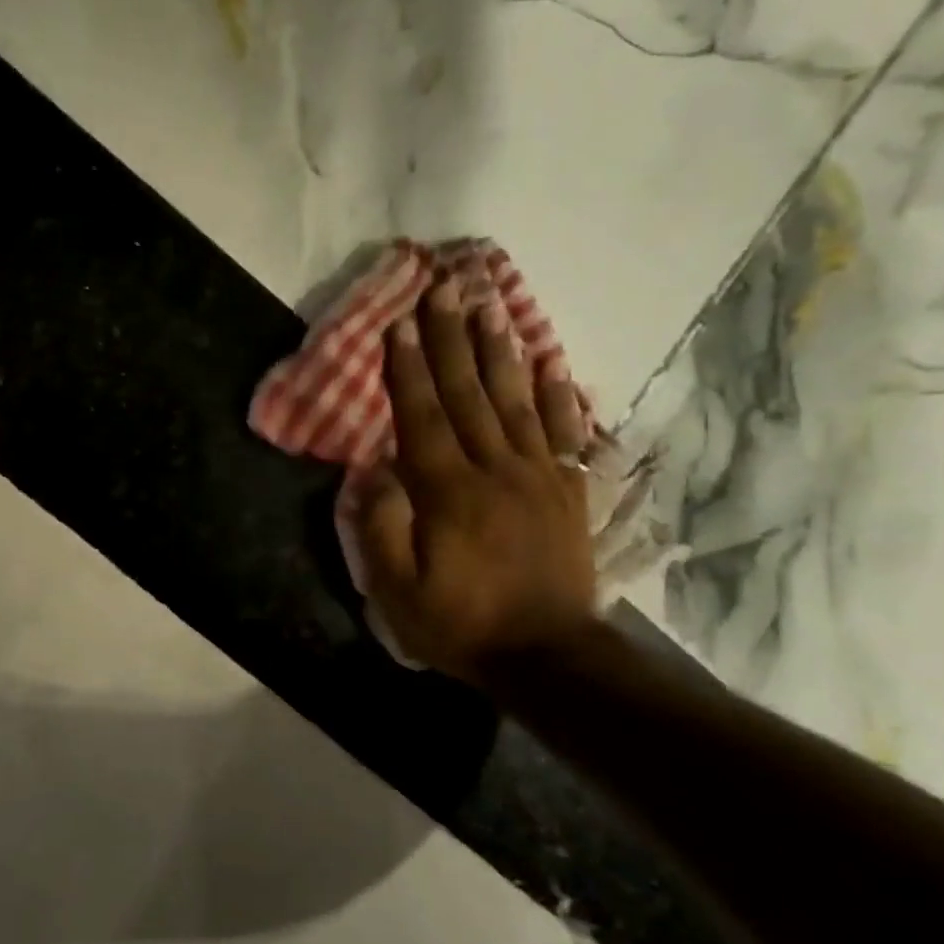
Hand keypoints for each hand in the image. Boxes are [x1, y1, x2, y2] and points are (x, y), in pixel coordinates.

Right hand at [357, 279, 599, 683]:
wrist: (545, 655)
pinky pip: (565, 432)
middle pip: (469, 394)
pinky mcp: (568, 491)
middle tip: (445, 288)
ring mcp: (538, 477)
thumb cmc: (461, 624)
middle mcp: (495, 470)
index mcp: (448, 492)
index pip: (422, 417)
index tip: (400, 324)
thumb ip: (380, 526)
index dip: (408, 369)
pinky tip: (552, 363)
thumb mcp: (397, 590)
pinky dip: (560, 395)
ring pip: (516, 400)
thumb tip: (375, 468)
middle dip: (452, 339)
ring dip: (500, 351)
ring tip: (490, 307)